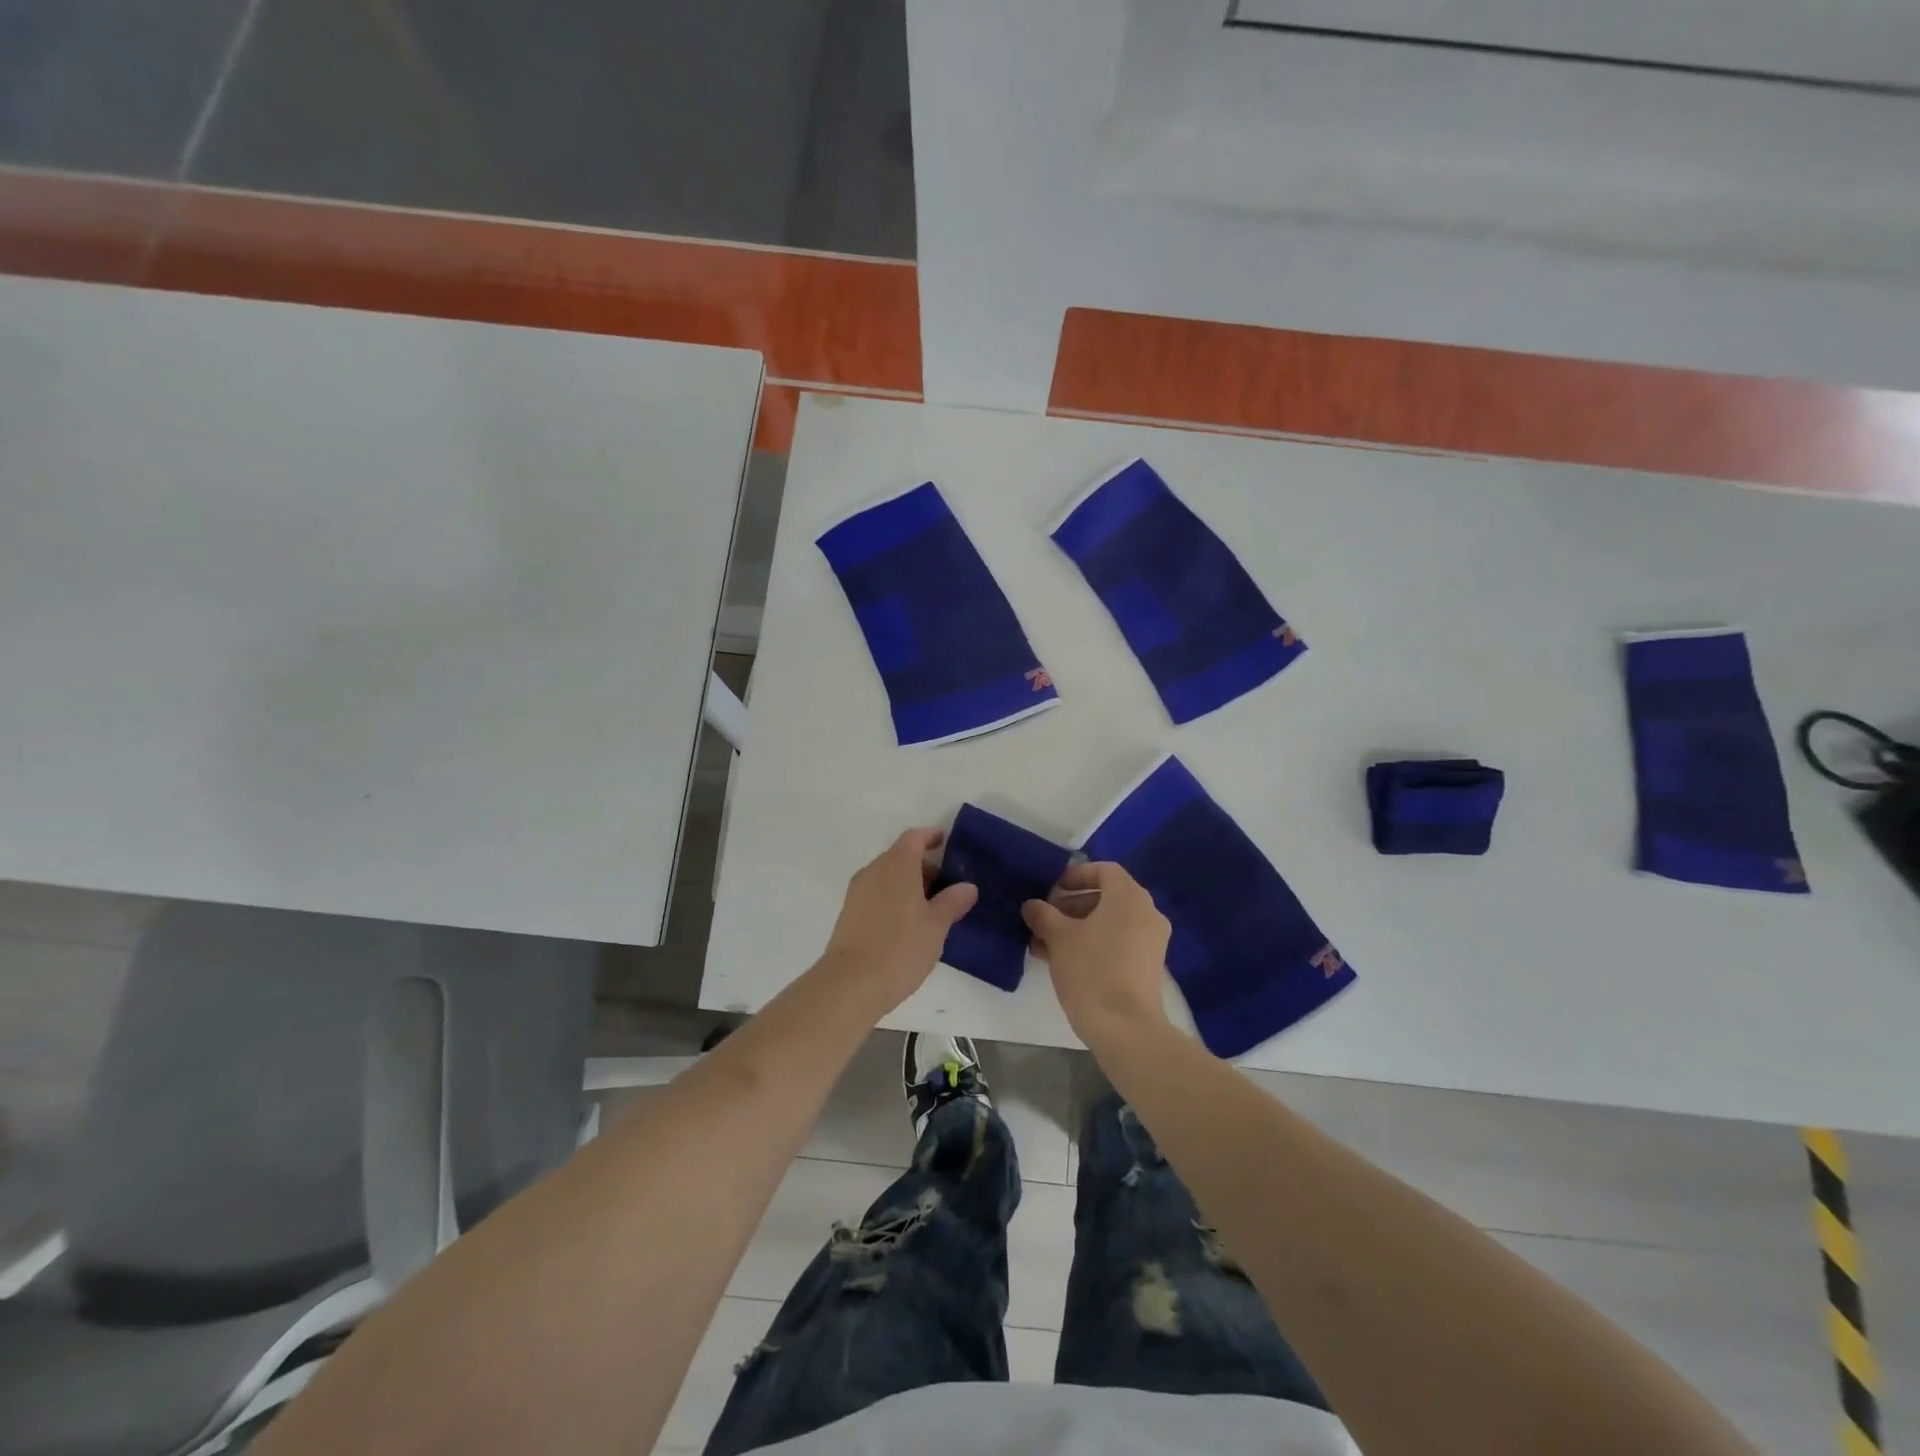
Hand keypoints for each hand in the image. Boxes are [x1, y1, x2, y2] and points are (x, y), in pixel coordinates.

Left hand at [819, 828, 977, 1014]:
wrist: (850, 984)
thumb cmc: (900, 947)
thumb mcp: (936, 926)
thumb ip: (952, 902)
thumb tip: (967, 887)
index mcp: (897, 865)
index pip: (914, 838)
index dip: (931, 836)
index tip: (945, 841)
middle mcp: (874, 871)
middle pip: (900, 856)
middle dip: (923, 866)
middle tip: (946, 887)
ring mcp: (857, 892)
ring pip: (887, 877)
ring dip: (908, 884)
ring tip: (930, 909)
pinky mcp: (848, 913)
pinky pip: (876, 894)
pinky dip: (893, 898)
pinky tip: (907, 924)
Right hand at [1022, 861, 1172, 1050]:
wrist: (1125, 1029)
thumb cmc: (1091, 970)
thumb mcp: (1058, 938)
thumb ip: (1043, 915)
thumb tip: (1032, 905)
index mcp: (1129, 897)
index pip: (1103, 870)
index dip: (1075, 876)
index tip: (1051, 891)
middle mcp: (1146, 913)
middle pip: (1106, 897)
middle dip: (1071, 905)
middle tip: (1044, 919)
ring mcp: (1151, 941)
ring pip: (1109, 922)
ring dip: (1077, 927)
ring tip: (1045, 944)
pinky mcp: (1148, 966)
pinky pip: (1118, 942)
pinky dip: (1093, 944)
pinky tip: (1063, 962)